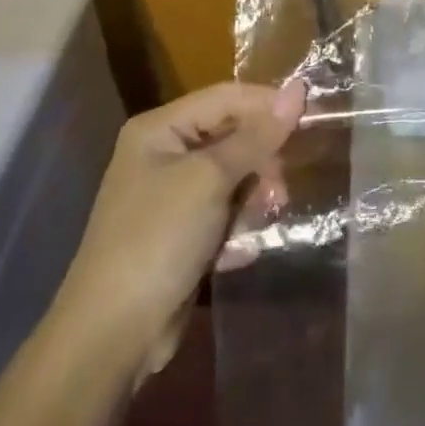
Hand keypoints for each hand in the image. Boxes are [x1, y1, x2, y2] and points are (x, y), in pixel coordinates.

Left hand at [49, 80, 305, 380]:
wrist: (112, 336)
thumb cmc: (158, 239)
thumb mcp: (211, 179)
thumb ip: (258, 136)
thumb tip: (299, 89)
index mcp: (160, 129)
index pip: (227, 97)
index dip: (269, 104)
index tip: (312, 119)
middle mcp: (164, 153)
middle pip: (233, 136)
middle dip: (261, 161)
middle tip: (280, 191)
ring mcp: (172, 194)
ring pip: (235, 176)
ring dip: (253, 198)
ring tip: (259, 224)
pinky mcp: (182, 231)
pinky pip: (225, 210)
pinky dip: (237, 226)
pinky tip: (238, 251)